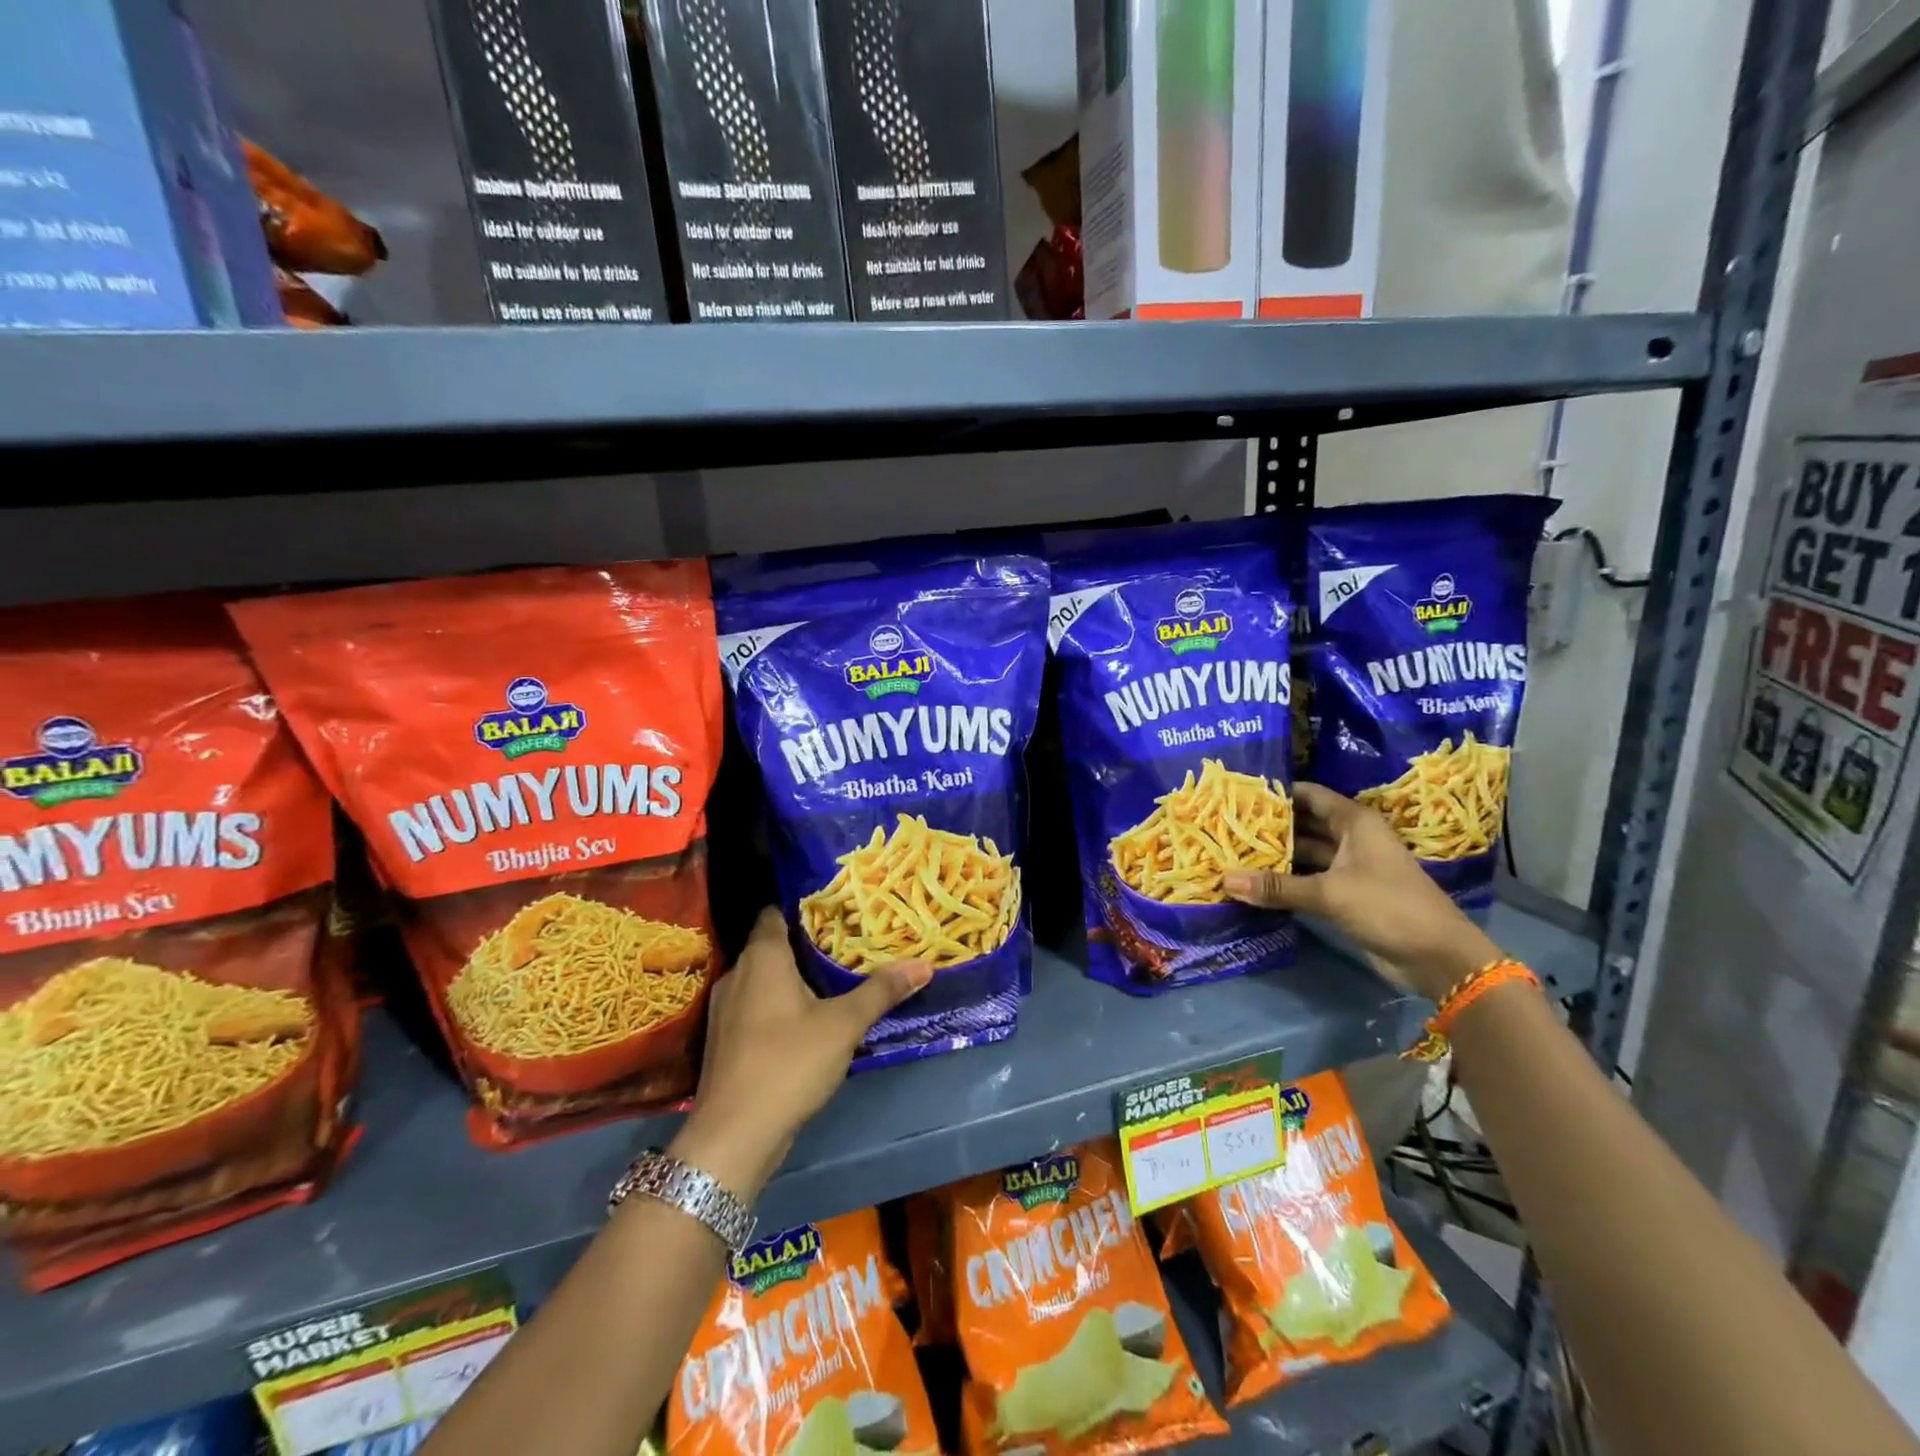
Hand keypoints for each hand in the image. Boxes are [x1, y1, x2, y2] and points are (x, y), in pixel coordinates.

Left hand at [670, 907, 930, 1198]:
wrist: (733, 1136)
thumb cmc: (788, 1063)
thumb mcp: (844, 1025)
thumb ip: (881, 991)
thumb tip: (924, 964)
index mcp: (762, 957)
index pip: (775, 913)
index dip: (803, 907)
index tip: (836, 907)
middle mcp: (737, 974)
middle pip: (771, 945)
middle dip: (806, 943)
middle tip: (846, 941)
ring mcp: (725, 1009)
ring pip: (763, 978)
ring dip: (792, 977)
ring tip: (833, 976)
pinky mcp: (725, 1040)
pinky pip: (755, 1006)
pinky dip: (778, 1004)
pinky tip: (806, 1018)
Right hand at [1222, 782, 1501, 1001]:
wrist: (1438, 958)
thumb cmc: (1389, 907)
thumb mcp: (1329, 893)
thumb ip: (1277, 887)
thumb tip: (1224, 880)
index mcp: (1354, 822)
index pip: (1308, 794)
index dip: (1275, 792)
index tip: (1237, 793)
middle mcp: (1350, 838)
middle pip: (1302, 823)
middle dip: (1268, 825)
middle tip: (1225, 824)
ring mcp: (1349, 867)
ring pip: (1304, 853)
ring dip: (1274, 855)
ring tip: (1231, 851)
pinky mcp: (1346, 894)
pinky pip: (1308, 879)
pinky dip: (1285, 880)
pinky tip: (1254, 882)